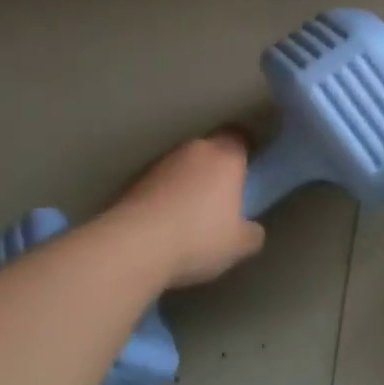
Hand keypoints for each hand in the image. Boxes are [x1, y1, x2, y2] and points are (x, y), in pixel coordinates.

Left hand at [107, 130, 265, 287]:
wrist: (132, 247)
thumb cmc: (198, 238)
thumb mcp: (240, 244)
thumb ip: (251, 231)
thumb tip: (249, 228)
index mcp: (225, 157)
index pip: (240, 137)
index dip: (246, 150)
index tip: (249, 168)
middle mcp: (193, 150)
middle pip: (210, 149)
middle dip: (216, 167)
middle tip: (222, 194)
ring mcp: (159, 163)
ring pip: (182, 165)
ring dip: (187, 180)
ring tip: (189, 212)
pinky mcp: (132, 181)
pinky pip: (159, 183)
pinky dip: (164, 195)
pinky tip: (164, 222)